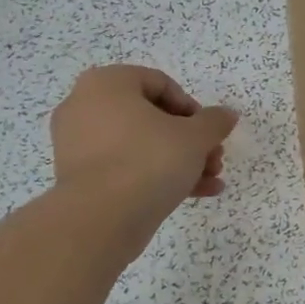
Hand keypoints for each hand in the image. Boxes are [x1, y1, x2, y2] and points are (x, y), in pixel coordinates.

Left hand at [48, 65, 238, 235]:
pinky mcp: (79, 177)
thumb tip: (227, 115)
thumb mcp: (194, 137)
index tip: (209, 132)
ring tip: (210, 181)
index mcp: (107, 84)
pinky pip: (124, 167)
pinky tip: (194, 194)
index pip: (160, 84)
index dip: (193, 108)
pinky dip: (155, 176)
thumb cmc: (148, 161)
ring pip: (140, 145)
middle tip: (214, 159)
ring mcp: (77, 144)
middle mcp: (85, 106)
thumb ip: (214, 121)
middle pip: (151, 117)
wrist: (99, 220)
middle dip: (190, 140)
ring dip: (180, 160)